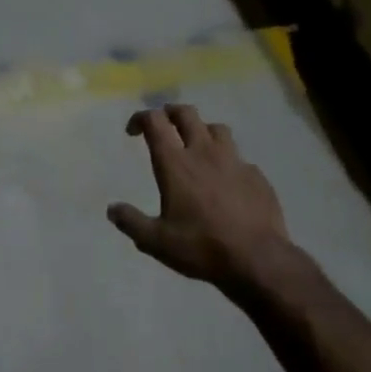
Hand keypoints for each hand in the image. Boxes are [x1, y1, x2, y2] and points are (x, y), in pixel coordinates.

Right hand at [108, 106, 290, 291]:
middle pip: (187, 114)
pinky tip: (225, 180)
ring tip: (195, 145)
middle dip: (170, 112)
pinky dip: (226, 160)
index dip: (141, 118)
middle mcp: (205, 153)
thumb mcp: (155, 241)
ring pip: (217, 129)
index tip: (133, 131)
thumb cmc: (200, 247)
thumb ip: (131, 222)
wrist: (257, 259)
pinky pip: (238, 157)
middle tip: (163, 124)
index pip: (156, 122)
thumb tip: (112, 209)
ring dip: (201, 130)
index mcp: (176, 164)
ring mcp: (235, 161)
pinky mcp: (256, 175)